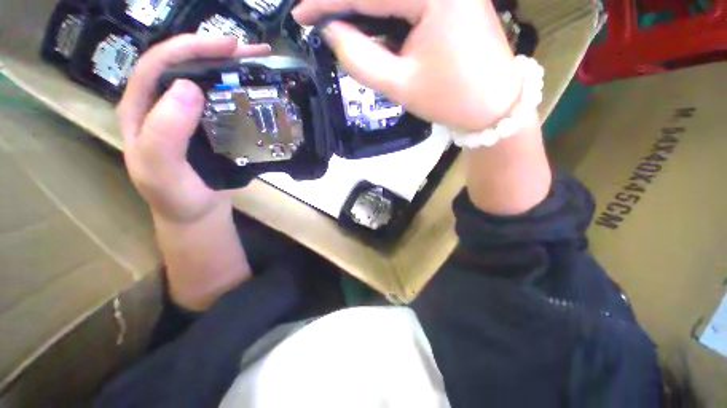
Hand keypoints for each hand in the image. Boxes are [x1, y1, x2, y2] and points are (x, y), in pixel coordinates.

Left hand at [118, 35, 270, 223]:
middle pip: (185, 65)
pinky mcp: (208, 126)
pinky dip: (239, 91)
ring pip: (205, 81)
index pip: (159, 63)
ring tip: (260, 64)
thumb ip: (165, 131)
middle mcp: (162, 104)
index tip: (228, 45)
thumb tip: (191, 86)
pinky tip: (255, 90)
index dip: (191, 47)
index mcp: (141, 107)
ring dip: (231, 68)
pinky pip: (222, 102)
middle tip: (253, 51)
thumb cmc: (175, 196)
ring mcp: (187, 115)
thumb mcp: (160, 169)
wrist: (196, 213)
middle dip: (217, 51)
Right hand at [293, 0, 521, 131]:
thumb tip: (330, 32)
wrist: (493, 107)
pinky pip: (408, 1)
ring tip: (339, 21)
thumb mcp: (400, 85)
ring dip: (365, 8)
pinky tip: (369, 24)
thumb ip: (360, 58)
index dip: (327, 2)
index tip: (299, 13)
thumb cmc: (450, 100)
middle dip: (346, 2)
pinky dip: (384, 11)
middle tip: (318, 16)